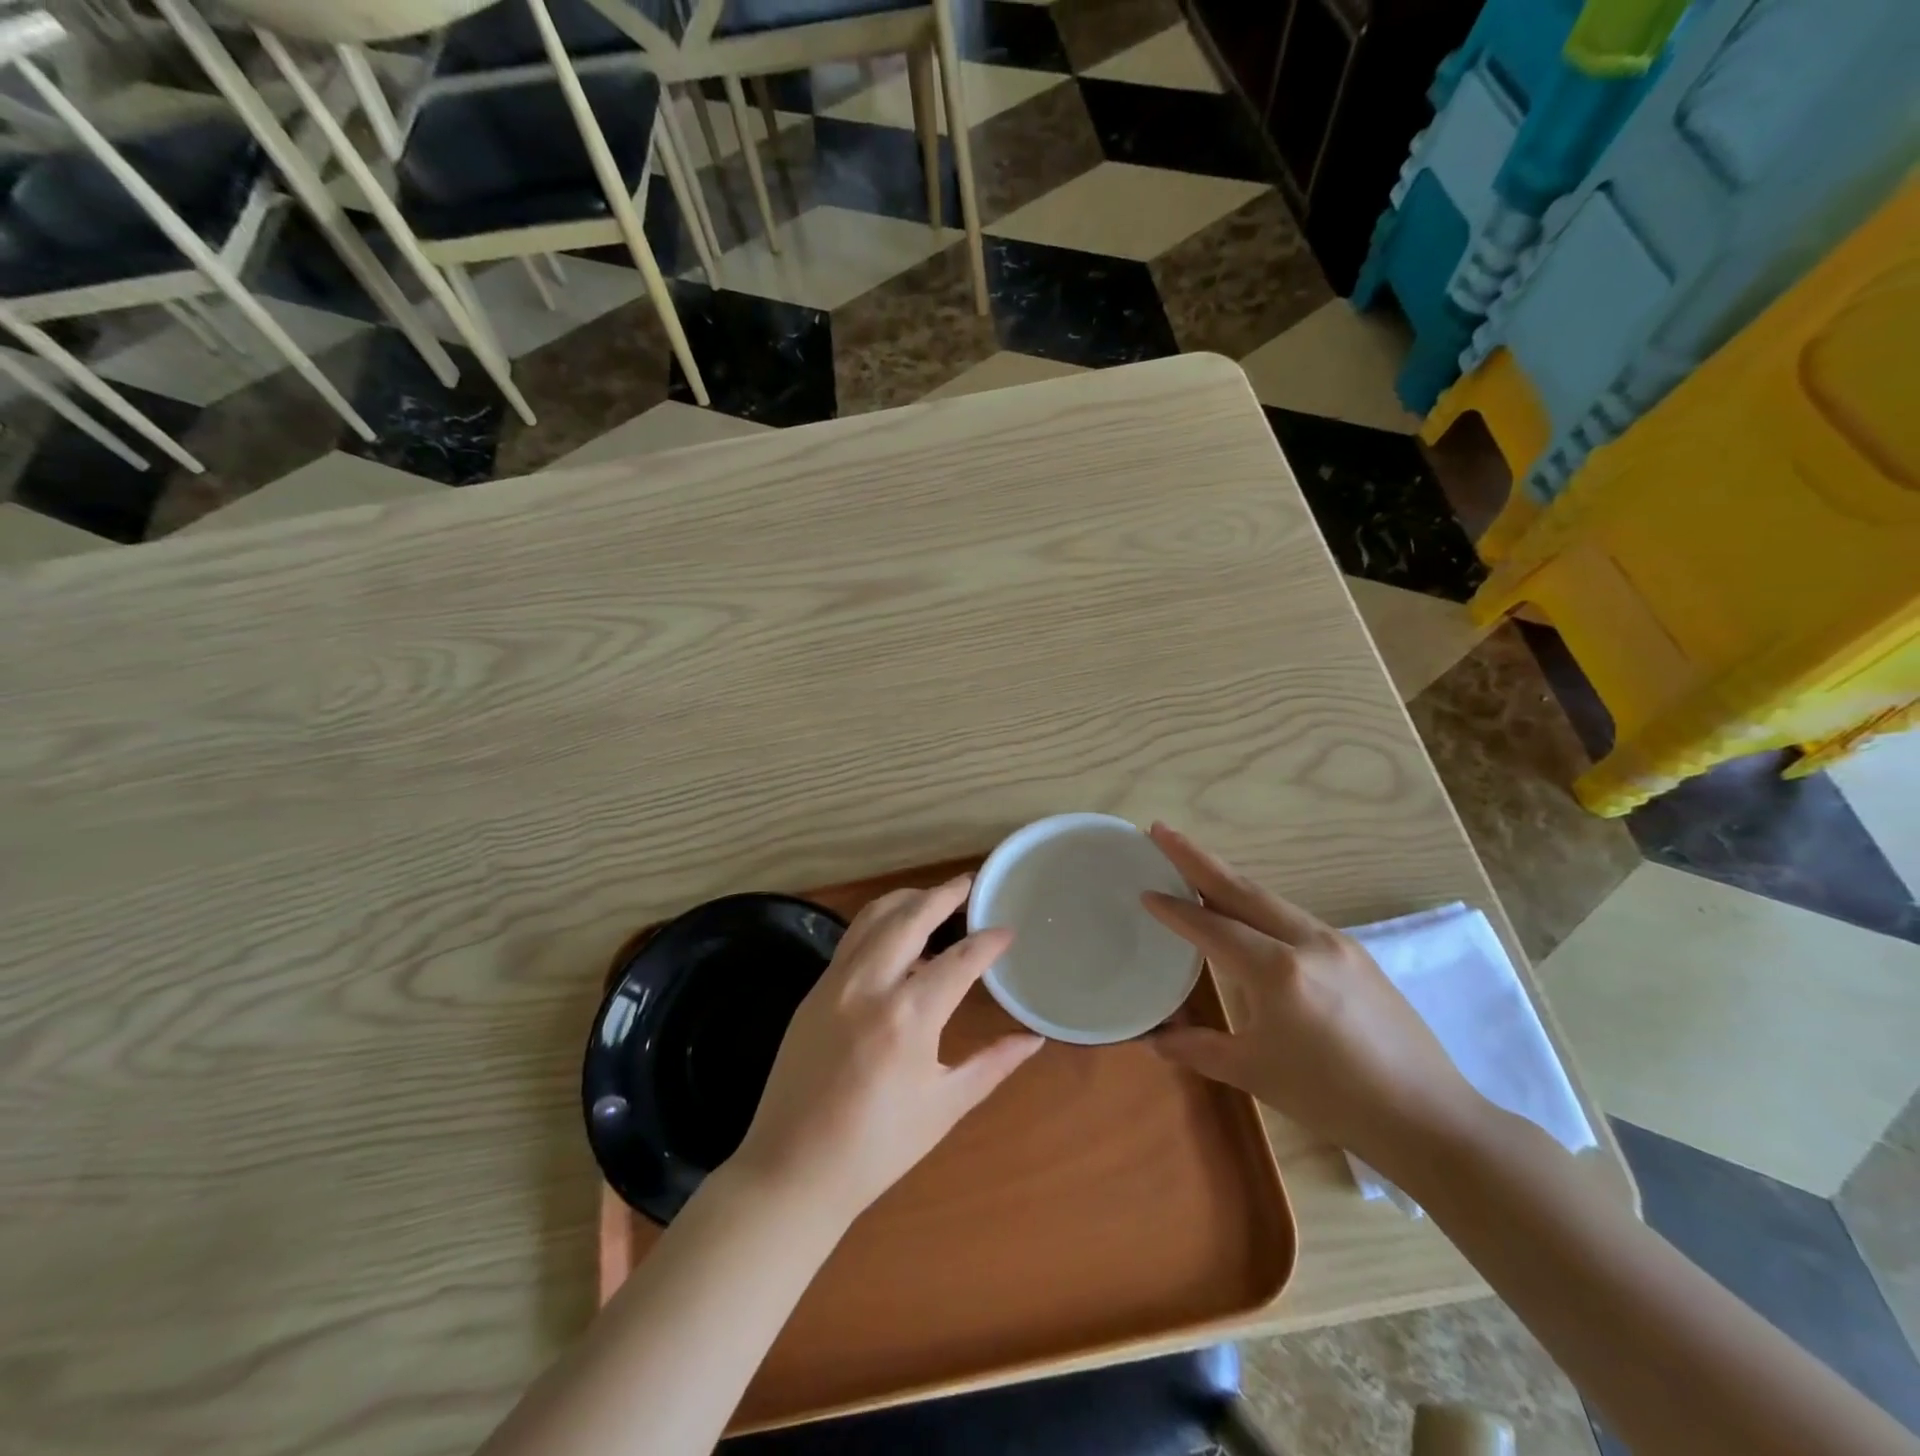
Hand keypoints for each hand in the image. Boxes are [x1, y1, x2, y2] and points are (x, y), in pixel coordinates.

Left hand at [730, 876, 1043, 1225]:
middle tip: (969, 884)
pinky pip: (852, 941)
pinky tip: (897, 940)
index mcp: (907, 1017)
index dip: (988, 941)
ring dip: (907, 900)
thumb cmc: (877, 1148)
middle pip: (911, 917)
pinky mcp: (813, 991)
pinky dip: (879, 925)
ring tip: (934, 899)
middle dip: (944, 894)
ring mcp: (835, 983)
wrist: (792, 1170)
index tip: (1008, 930)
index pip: (959, 959)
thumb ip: (993, 1064)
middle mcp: (869, 986)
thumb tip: (1034, 1039)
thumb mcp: (944, 1107)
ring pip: (873, 918)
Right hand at [1141, 825, 1481, 1171]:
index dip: (1174, 909)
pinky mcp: (1355, 951)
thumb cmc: (1334, 1099)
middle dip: (1195, 858)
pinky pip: (1292, 915)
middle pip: (1240, 889)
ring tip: (1192, 861)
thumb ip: (1200, 1049)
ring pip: (1269, 898)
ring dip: (1227, 877)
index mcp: (1278, 971)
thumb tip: (1153, 1040)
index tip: (1143, 889)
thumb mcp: (1257, 1073)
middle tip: (1160, 830)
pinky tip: (1245, 909)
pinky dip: (1258, 902)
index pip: (1213, 927)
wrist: (1429, 1117)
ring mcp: (1335, 941)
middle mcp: (1306, 942)